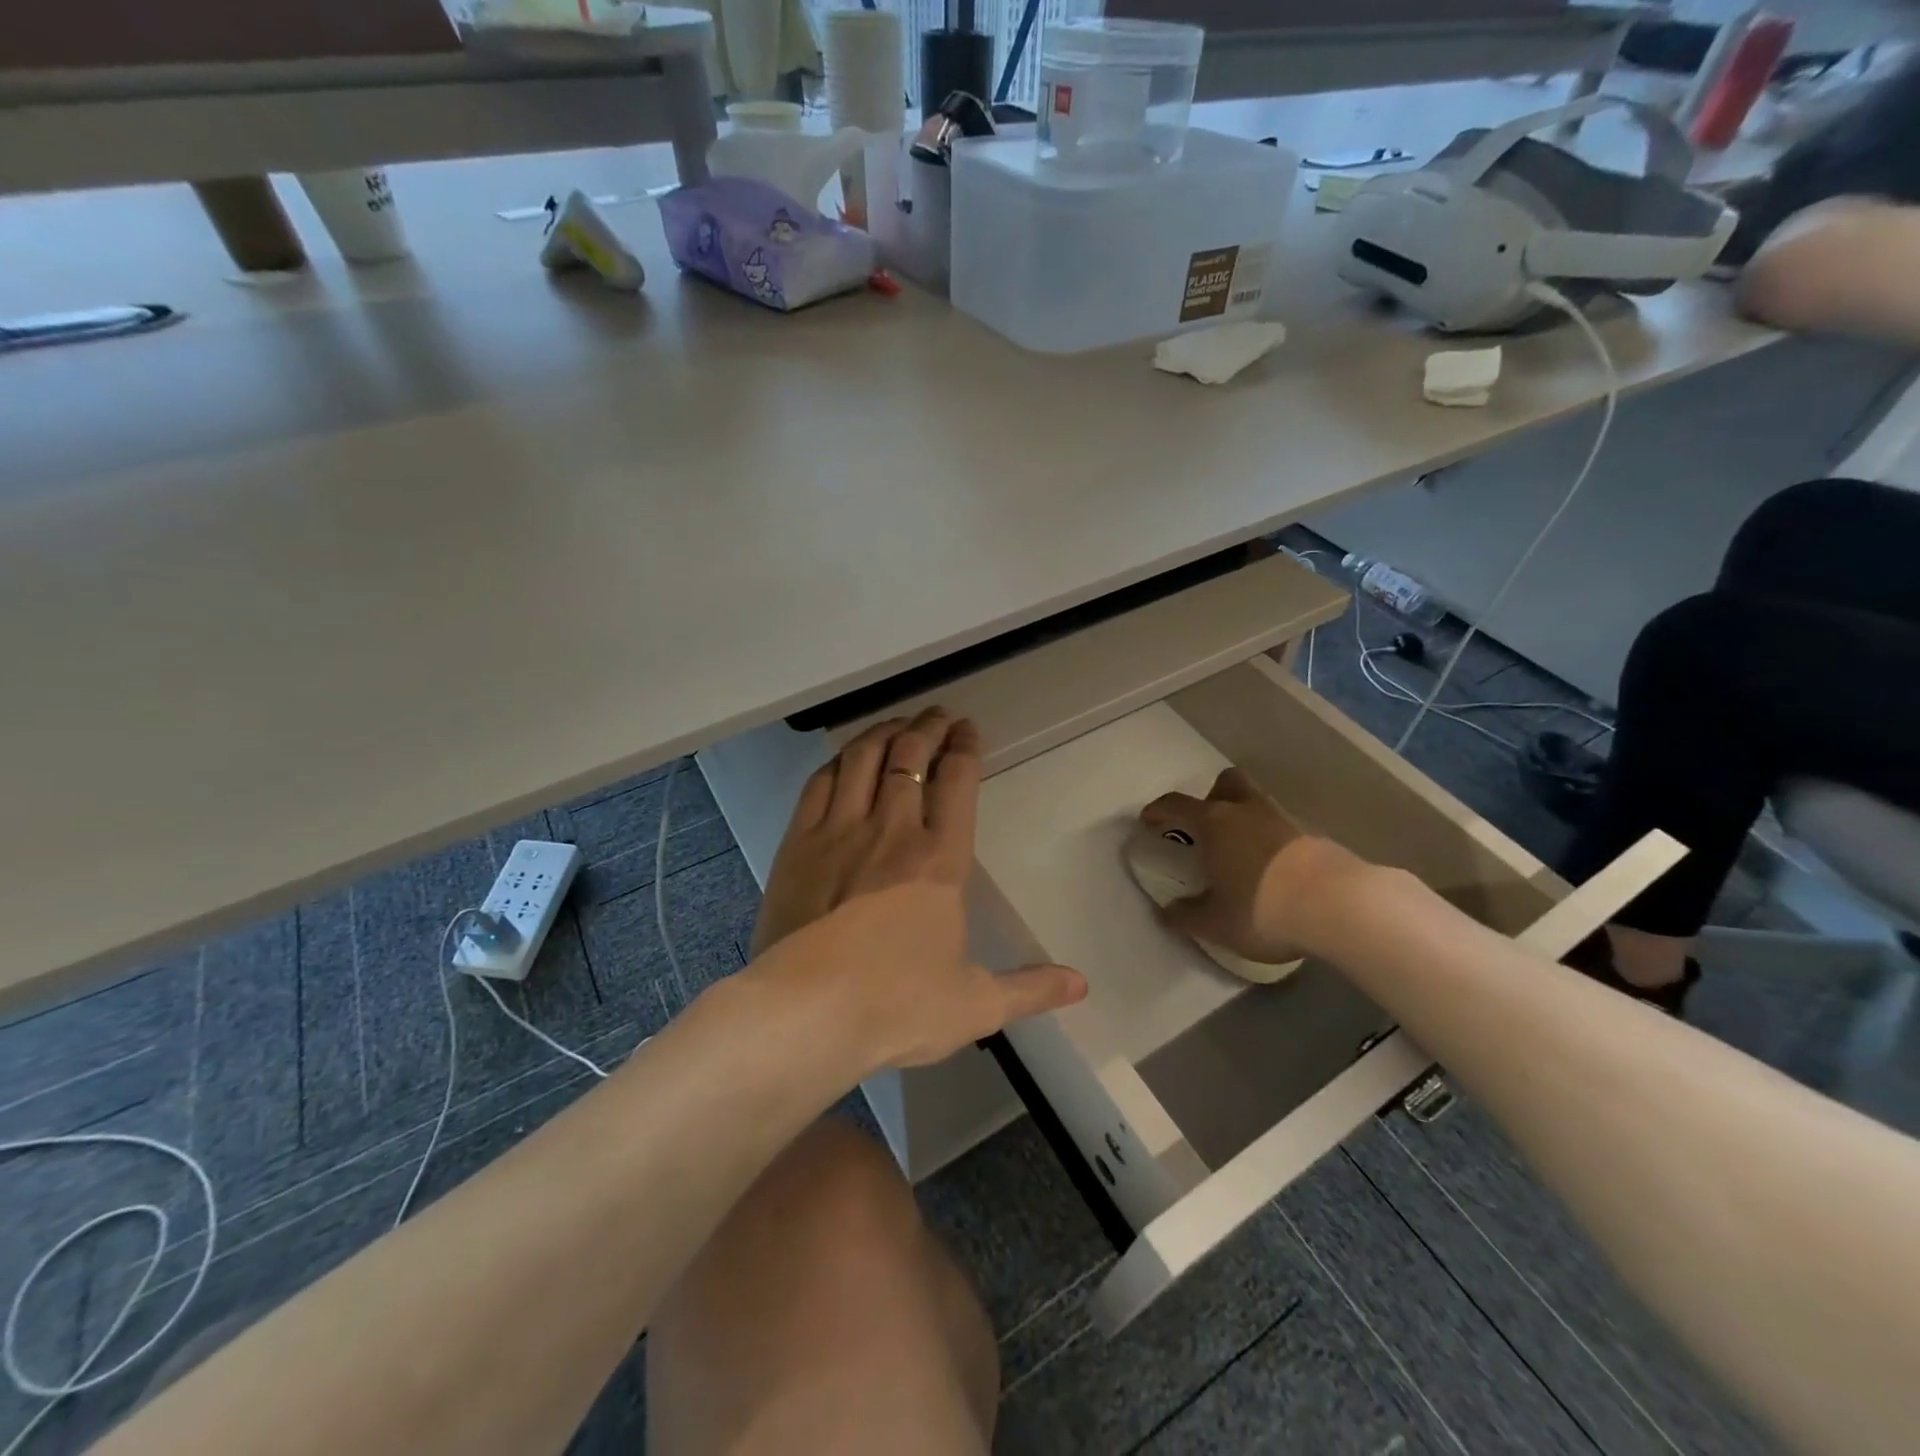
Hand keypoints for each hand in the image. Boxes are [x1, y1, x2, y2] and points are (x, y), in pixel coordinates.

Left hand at [746, 708, 1086, 1070]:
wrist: (806, 1012)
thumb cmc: (897, 1006)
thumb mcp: (975, 1005)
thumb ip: (1030, 988)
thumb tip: (1081, 984)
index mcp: (940, 860)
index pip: (957, 782)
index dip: (965, 748)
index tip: (969, 730)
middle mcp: (892, 830)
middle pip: (910, 757)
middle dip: (928, 728)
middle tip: (938, 715)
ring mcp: (839, 831)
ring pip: (864, 759)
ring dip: (884, 732)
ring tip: (898, 722)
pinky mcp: (797, 844)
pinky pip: (819, 783)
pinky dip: (839, 761)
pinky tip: (845, 758)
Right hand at [1140, 767, 1360, 964]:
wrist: (1340, 906)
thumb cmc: (1263, 908)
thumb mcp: (1215, 923)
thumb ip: (1187, 916)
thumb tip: (1167, 913)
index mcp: (1215, 823)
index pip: (1177, 805)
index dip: (1159, 811)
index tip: (1149, 820)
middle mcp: (1248, 811)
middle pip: (1227, 783)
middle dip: (1213, 797)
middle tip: (1207, 826)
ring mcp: (1286, 820)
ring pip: (1259, 803)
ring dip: (1246, 819)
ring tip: (1243, 853)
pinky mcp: (1317, 836)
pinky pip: (1285, 828)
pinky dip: (1275, 841)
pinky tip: (1276, 870)